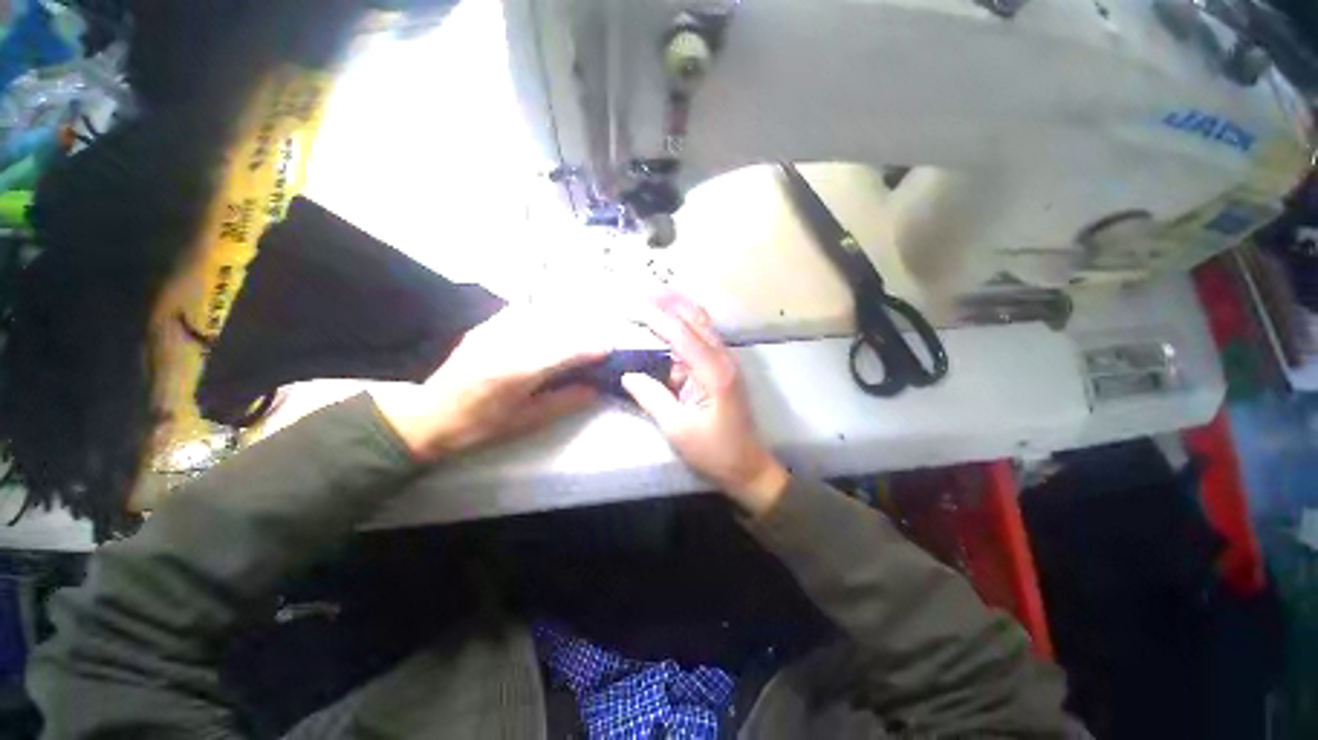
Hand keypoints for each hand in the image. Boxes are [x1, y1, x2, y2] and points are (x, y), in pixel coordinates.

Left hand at [371, 308, 606, 462]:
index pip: (565, 352)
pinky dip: (540, 318)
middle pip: (556, 330)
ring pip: (539, 317)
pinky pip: (520, 314)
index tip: (609, 348)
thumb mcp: (526, 421)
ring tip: (575, 336)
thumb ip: (565, 402)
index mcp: (518, 372)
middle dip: (581, 334)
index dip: (590, 348)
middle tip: (596, 344)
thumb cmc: (480, 426)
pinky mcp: (484, 328)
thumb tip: (595, 389)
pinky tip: (546, 329)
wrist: (428, 417)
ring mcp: (493, 331)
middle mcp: (507, 344)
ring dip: (563, 324)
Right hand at [621, 294, 788, 515]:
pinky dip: (682, 327)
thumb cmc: (715, 451)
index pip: (681, 334)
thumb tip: (627, 374)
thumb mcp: (678, 429)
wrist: (748, 466)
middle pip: (696, 318)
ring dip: (676, 309)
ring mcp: (725, 362)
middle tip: (640, 291)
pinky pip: (700, 339)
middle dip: (668, 301)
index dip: (655, 317)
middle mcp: (724, 359)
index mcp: (715, 373)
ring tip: (649, 299)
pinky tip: (665, 326)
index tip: (630, 305)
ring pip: (701, 324)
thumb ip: (652, 397)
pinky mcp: (722, 368)